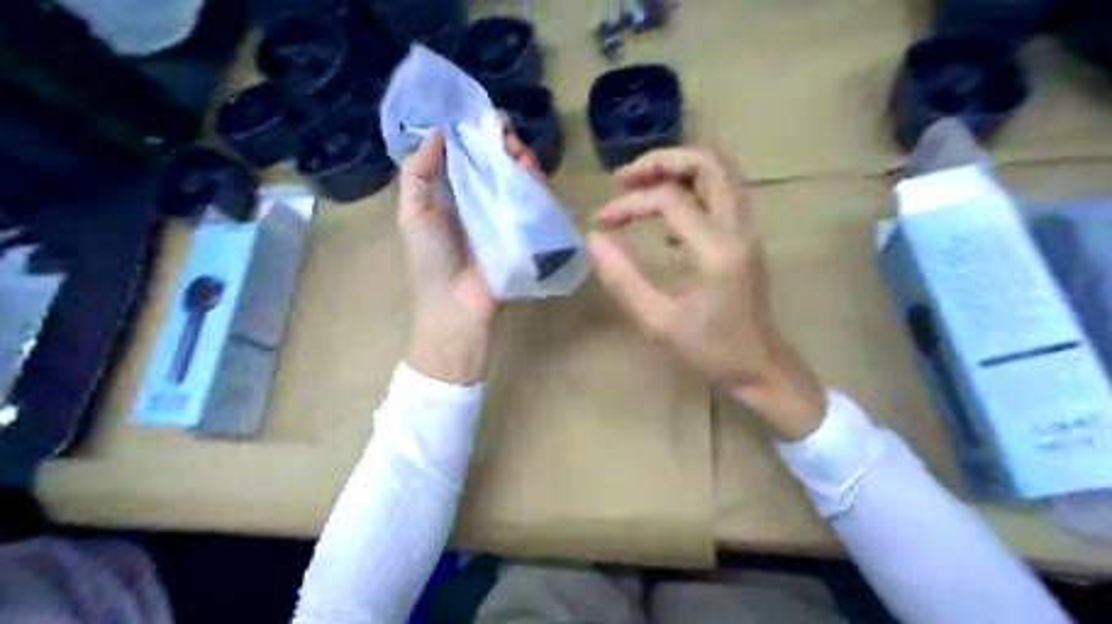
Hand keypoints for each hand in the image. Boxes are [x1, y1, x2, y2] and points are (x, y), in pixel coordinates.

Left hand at [397, 121, 540, 383]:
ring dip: (522, 158)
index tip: (485, 120)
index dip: (476, 132)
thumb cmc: (430, 260)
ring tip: (520, 156)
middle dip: (504, 142)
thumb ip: (418, 173)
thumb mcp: (413, 214)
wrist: (457, 304)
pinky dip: (536, 182)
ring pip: (518, 175)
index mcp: (451, 190)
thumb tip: (438, 132)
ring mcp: (505, 212)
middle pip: (497, 159)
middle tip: (507, 139)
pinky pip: (534, 199)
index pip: (467, 152)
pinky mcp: (525, 228)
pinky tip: (533, 175)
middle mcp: (480, 196)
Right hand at [589, 145, 823, 437]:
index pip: (669, 199)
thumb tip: (593, 239)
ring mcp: (747, 228)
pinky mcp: (746, 236)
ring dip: (678, 169)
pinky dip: (691, 189)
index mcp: (717, 248)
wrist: (760, 366)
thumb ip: (623, 279)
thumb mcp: (659, 322)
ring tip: (640, 186)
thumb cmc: (711, 349)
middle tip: (625, 179)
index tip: (602, 220)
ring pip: (719, 171)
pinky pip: (721, 193)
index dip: (630, 203)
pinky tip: (666, 220)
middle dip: (662, 160)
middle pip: (708, 162)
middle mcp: (738, 227)